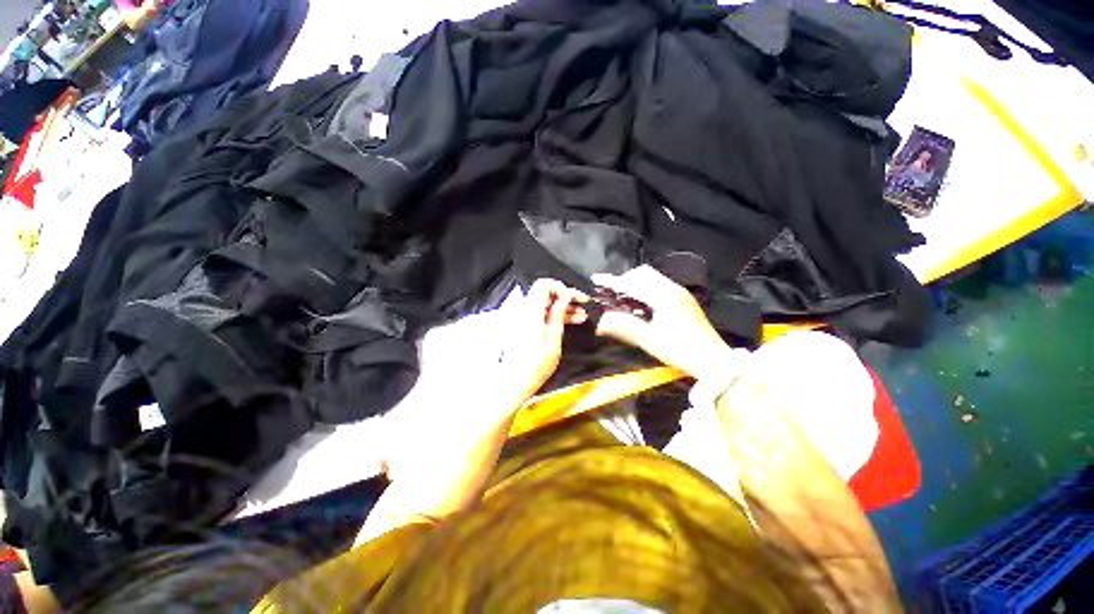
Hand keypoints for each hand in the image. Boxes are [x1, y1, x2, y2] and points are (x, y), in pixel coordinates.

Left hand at [499, 278, 587, 401]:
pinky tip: (569, 320)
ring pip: (545, 302)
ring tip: (580, 315)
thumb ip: (558, 316)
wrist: (513, 382)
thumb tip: (565, 298)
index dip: (561, 288)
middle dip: (565, 296)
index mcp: (530, 314)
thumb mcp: (553, 343)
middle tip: (581, 304)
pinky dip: (554, 314)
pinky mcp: (523, 324)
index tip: (575, 298)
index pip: (544, 285)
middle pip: (545, 292)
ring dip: (562, 306)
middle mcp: (523, 312)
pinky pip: (540, 312)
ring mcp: (522, 318)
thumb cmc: (532, 369)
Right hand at [592, 266, 737, 382]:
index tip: (597, 279)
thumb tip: (601, 320)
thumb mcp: (648, 340)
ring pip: (653, 278)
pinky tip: (641, 303)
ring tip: (623, 297)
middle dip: (625, 279)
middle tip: (611, 292)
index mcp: (664, 296)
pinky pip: (660, 285)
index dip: (613, 281)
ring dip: (636, 283)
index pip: (633, 283)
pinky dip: (646, 288)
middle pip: (644, 274)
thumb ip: (623, 327)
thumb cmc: (680, 350)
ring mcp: (681, 293)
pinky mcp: (684, 300)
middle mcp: (673, 289)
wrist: (713, 360)